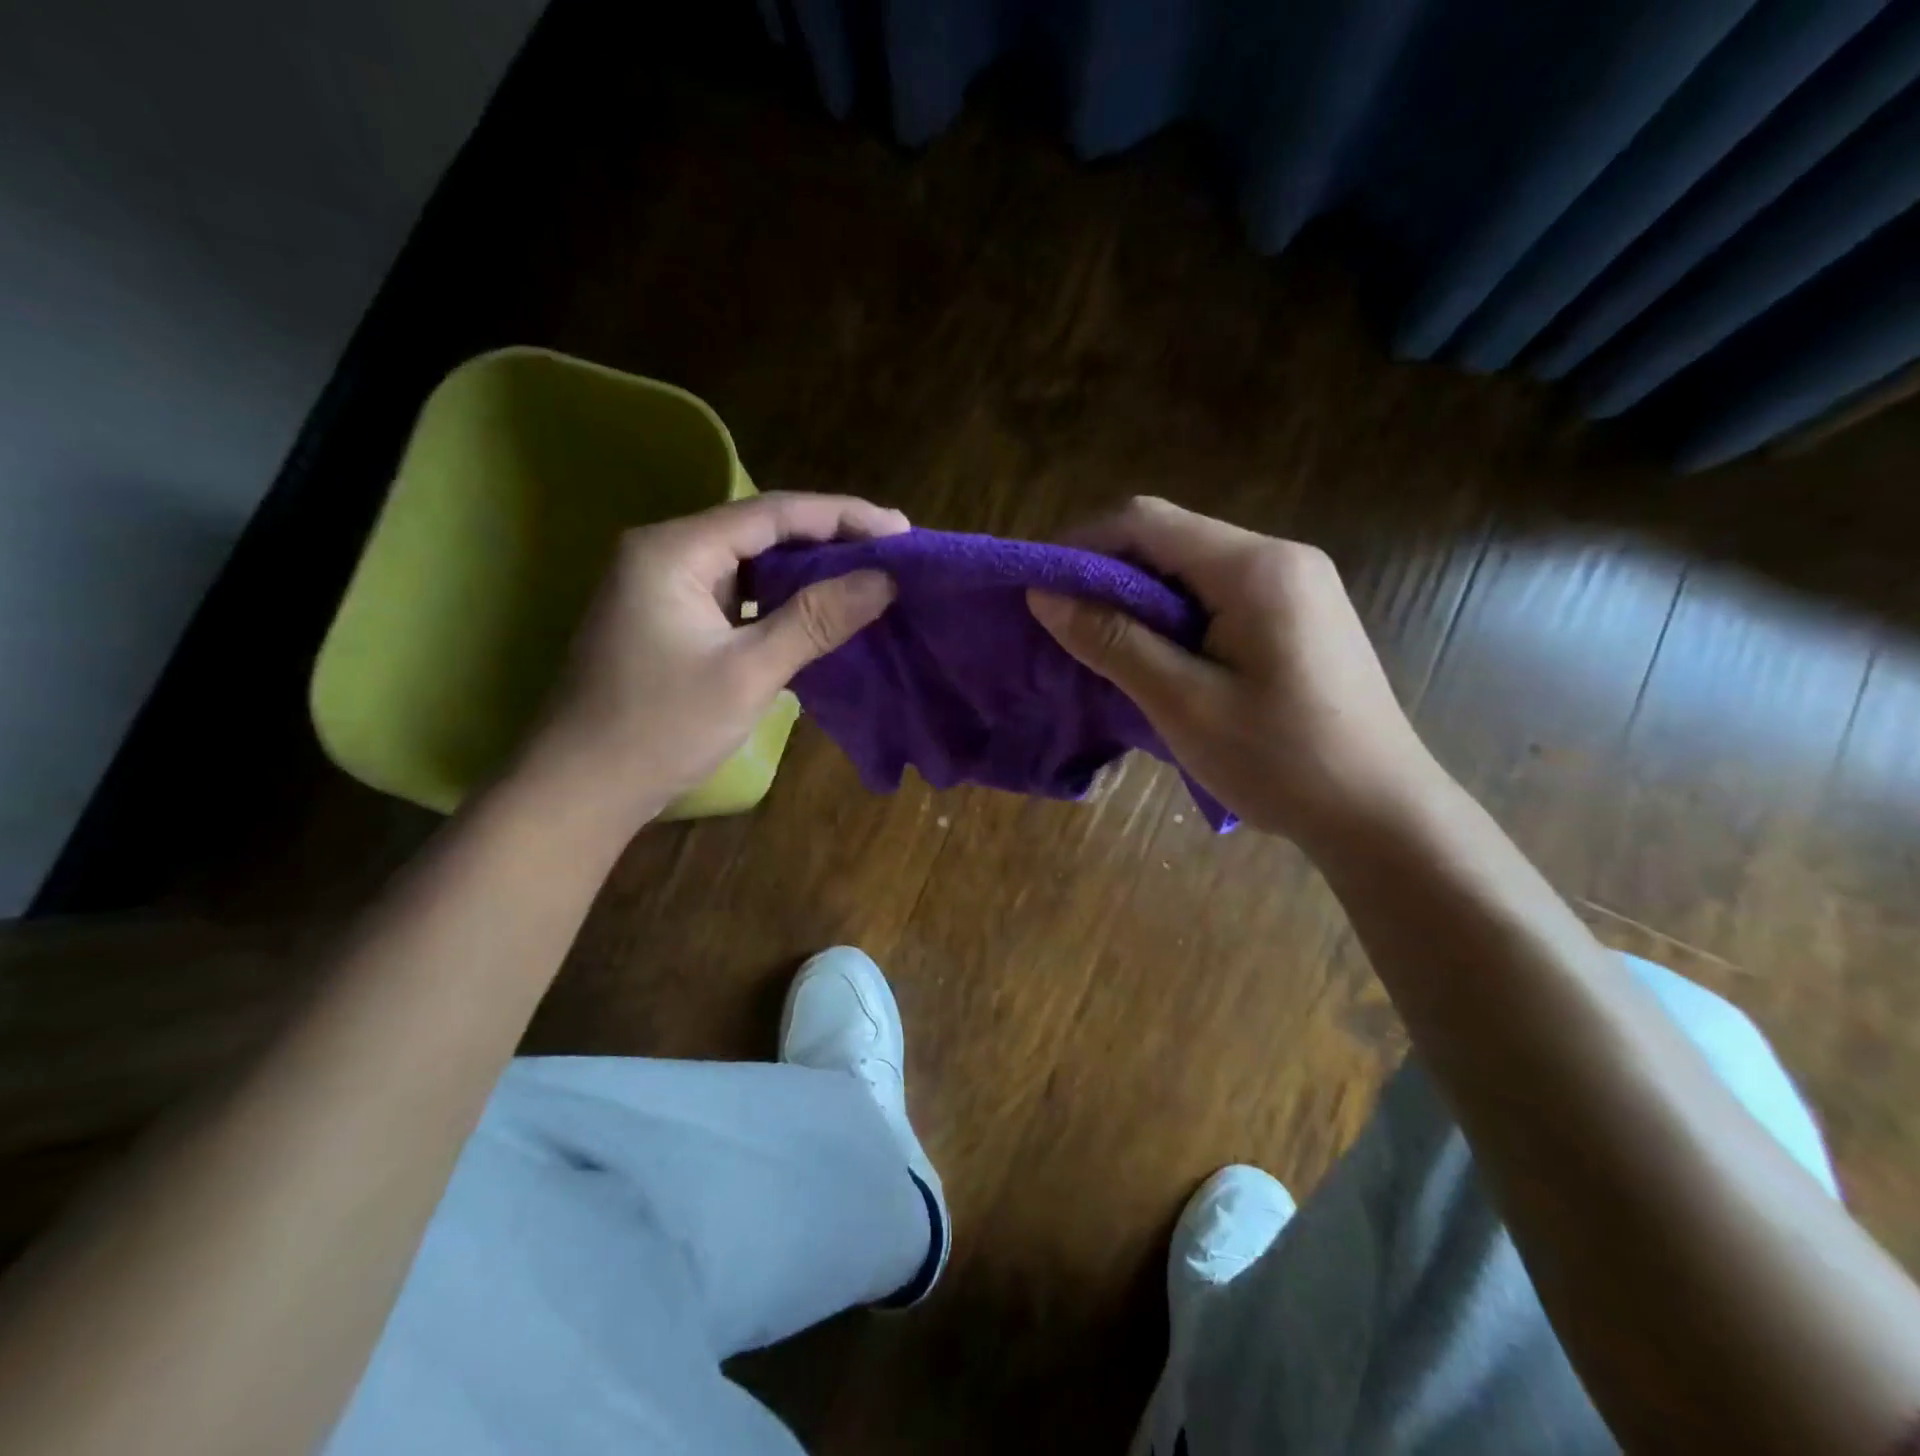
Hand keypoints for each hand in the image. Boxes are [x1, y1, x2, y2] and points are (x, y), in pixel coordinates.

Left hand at [520, 492, 907, 825]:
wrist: (582, 788)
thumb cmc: (660, 727)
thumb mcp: (747, 672)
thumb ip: (815, 620)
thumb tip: (885, 579)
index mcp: (675, 550)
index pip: (773, 513)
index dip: (843, 517)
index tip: (902, 532)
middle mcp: (667, 553)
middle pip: (763, 531)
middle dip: (830, 541)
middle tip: (894, 554)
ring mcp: (667, 588)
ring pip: (753, 565)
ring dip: (809, 573)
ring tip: (870, 578)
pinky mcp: (674, 620)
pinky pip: (741, 596)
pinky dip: (783, 602)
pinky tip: (822, 612)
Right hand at [1027, 496, 1442, 845]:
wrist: (1380, 814)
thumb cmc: (1281, 761)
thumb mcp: (1183, 703)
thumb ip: (1112, 641)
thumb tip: (1044, 594)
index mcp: (1255, 568)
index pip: (1147, 522)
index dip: (1084, 545)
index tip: (1040, 589)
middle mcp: (1281, 558)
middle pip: (1171, 539)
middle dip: (1109, 573)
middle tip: (1065, 624)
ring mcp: (1297, 585)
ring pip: (1193, 569)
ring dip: (1140, 598)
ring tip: (1102, 645)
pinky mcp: (1299, 616)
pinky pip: (1220, 595)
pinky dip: (1175, 616)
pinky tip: (1158, 657)